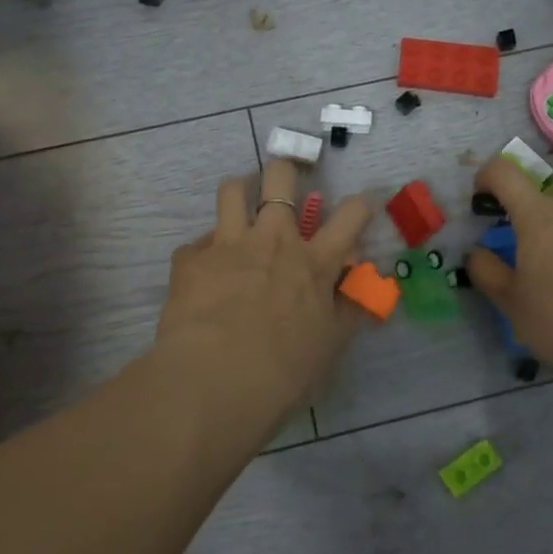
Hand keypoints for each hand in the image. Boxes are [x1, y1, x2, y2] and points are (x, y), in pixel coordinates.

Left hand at [156, 160, 371, 414]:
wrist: (213, 382)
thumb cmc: (282, 372)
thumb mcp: (328, 346)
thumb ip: (345, 312)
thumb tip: (356, 293)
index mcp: (313, 262)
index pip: (351, 215)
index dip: (361, 204)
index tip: (361, 205)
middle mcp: (273, 240)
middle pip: (281, 178)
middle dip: (285, 171)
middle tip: (284, 185)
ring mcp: (228, 244)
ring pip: (232, 189)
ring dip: (239, 192)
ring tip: (240, 207)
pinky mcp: (191, 259)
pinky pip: (196, 243)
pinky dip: (203, 253)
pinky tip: (203, 272)